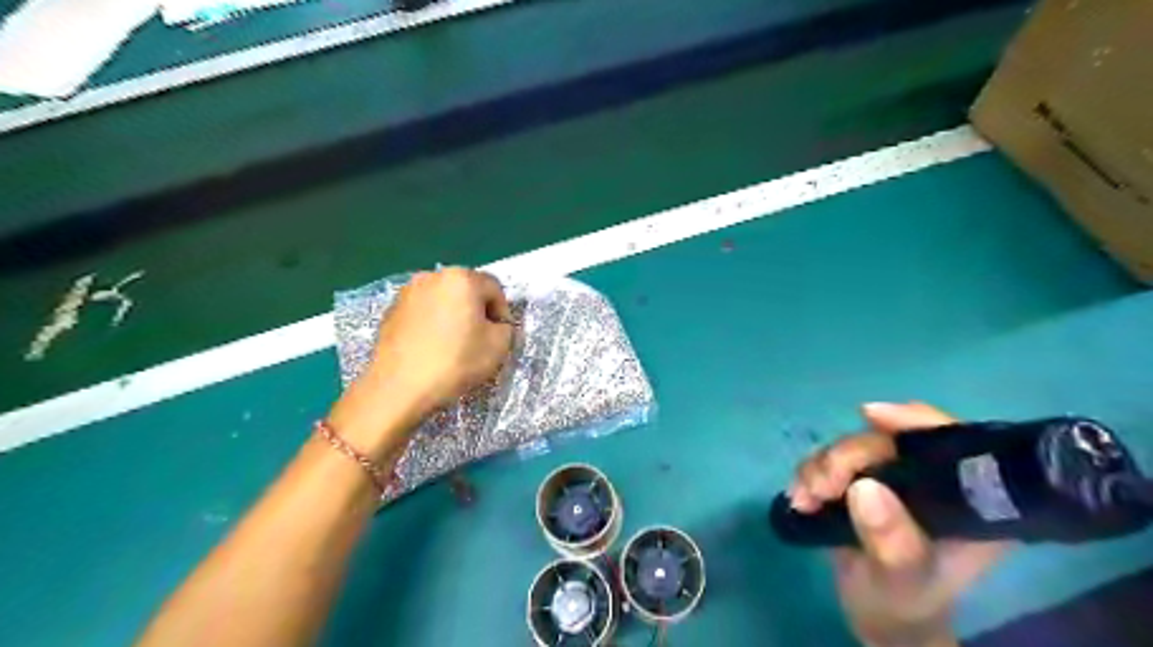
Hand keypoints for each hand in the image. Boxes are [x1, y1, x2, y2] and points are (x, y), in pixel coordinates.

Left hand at [330, 271, 514, 457]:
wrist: (399, 387)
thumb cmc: (455, 362)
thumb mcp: (499, 346)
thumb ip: (506, 328)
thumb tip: (496, 325)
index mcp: (462, 279)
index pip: (494, 288)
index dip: (502, 313)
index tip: (500, 337)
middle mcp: (433, 276)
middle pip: (467, 289)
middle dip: (477, 311)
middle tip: (479, 339)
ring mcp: (408, 291)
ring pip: (444, 299)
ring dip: (454, 315)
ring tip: (454, 344)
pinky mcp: (392, 309)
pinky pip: (423, 311)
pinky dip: (432, 323)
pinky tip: (431, 347)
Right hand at [788, 401, 1010, 642]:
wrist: (877, 615)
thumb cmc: (903, 602)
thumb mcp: (903, 579)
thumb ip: (892, 541)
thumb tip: (864, 488)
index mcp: (963, 499)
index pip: (949, 441)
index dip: (913, 420)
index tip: (869, 416)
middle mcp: (928, 479)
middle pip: (885, 441)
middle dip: (845, 456)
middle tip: (820, 488)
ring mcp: (890, 478)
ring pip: (850, 447)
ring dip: (820, 466)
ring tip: (806, 498)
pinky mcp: (857, 481)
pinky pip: (828, 460)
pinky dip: (809, 474)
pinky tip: (800, 497)